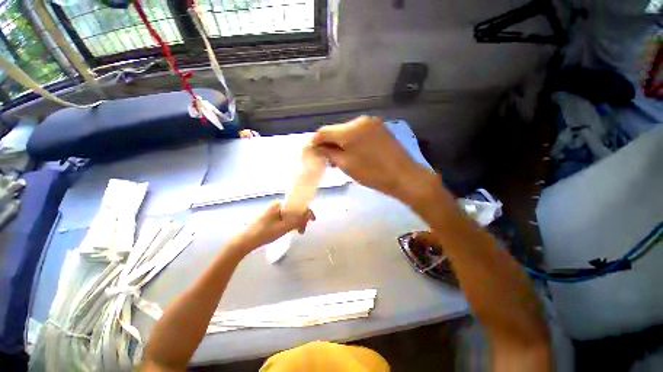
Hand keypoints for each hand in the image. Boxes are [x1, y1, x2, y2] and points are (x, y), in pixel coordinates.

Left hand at [233, 200, 315, 251]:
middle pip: (295, 210)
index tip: (312, 221)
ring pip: (291, 214)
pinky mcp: (272, 216)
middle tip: (302, 230)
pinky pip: (286, 217)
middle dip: (301, 219)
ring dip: (296, 222)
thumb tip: (309, 215)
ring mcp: (274, 210)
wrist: (245, 241)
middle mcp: (277, 205)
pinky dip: (290, 223)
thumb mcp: (283, 228)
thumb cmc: (264, 233)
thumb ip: (297, 221)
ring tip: (299, 232)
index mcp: (280, 204)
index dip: (306, 212)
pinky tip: (292, 230)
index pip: (298, 205)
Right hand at [311, 116, 440, 204]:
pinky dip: (352, 141)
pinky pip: (359, 132)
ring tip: (339, 157)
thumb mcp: (346, 165)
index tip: (311, 151)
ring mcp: (372, 123)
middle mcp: (360, 120)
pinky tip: (353, 151)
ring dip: (341, 142)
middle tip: (326, 158)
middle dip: (329, 142)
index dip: (315, 141)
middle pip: (336, 130)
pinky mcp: (380, 128)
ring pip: (348, 131)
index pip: (324, 131)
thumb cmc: (372, 173)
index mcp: (350, 129)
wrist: (404, 176)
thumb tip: (317, 148)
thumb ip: (329, 153)